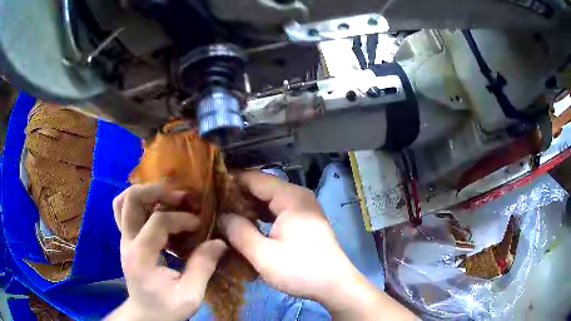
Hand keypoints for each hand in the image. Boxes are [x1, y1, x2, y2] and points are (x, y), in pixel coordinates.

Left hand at [105, 183, 226, 320]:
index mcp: (141, 257)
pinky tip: (155, 207)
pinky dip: (139, 202)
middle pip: (131, 200)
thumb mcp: (190, 296)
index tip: (200, 224)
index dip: (181, 218)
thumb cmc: (167, 308)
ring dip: (145, 193)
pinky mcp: (126, 239)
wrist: (146, 315)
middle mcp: (127, 242)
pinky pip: (124, 210)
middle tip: (181, 197)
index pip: (157, 222)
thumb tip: (219, 241)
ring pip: (123, 201)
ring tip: (167, 197)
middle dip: (158, 192)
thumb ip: (202, 268)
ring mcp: (124, 239)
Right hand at [219, 171, 416, 320]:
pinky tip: (244, 224)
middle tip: (212, 206)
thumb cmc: (301, 270)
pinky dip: (259, 216)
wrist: (334, 285)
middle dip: (236, 196)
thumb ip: (239, 232)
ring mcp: (301, 208)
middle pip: (261, 187)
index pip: (254, 178)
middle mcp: (297, 196)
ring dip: (247, 207)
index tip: (208, 191)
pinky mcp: (302, 220)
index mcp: (290, 197)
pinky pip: (276, 210)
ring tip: (222, 214)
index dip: (230, 182)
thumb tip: (221, 215)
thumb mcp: (264, 255)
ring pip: (268, 200)